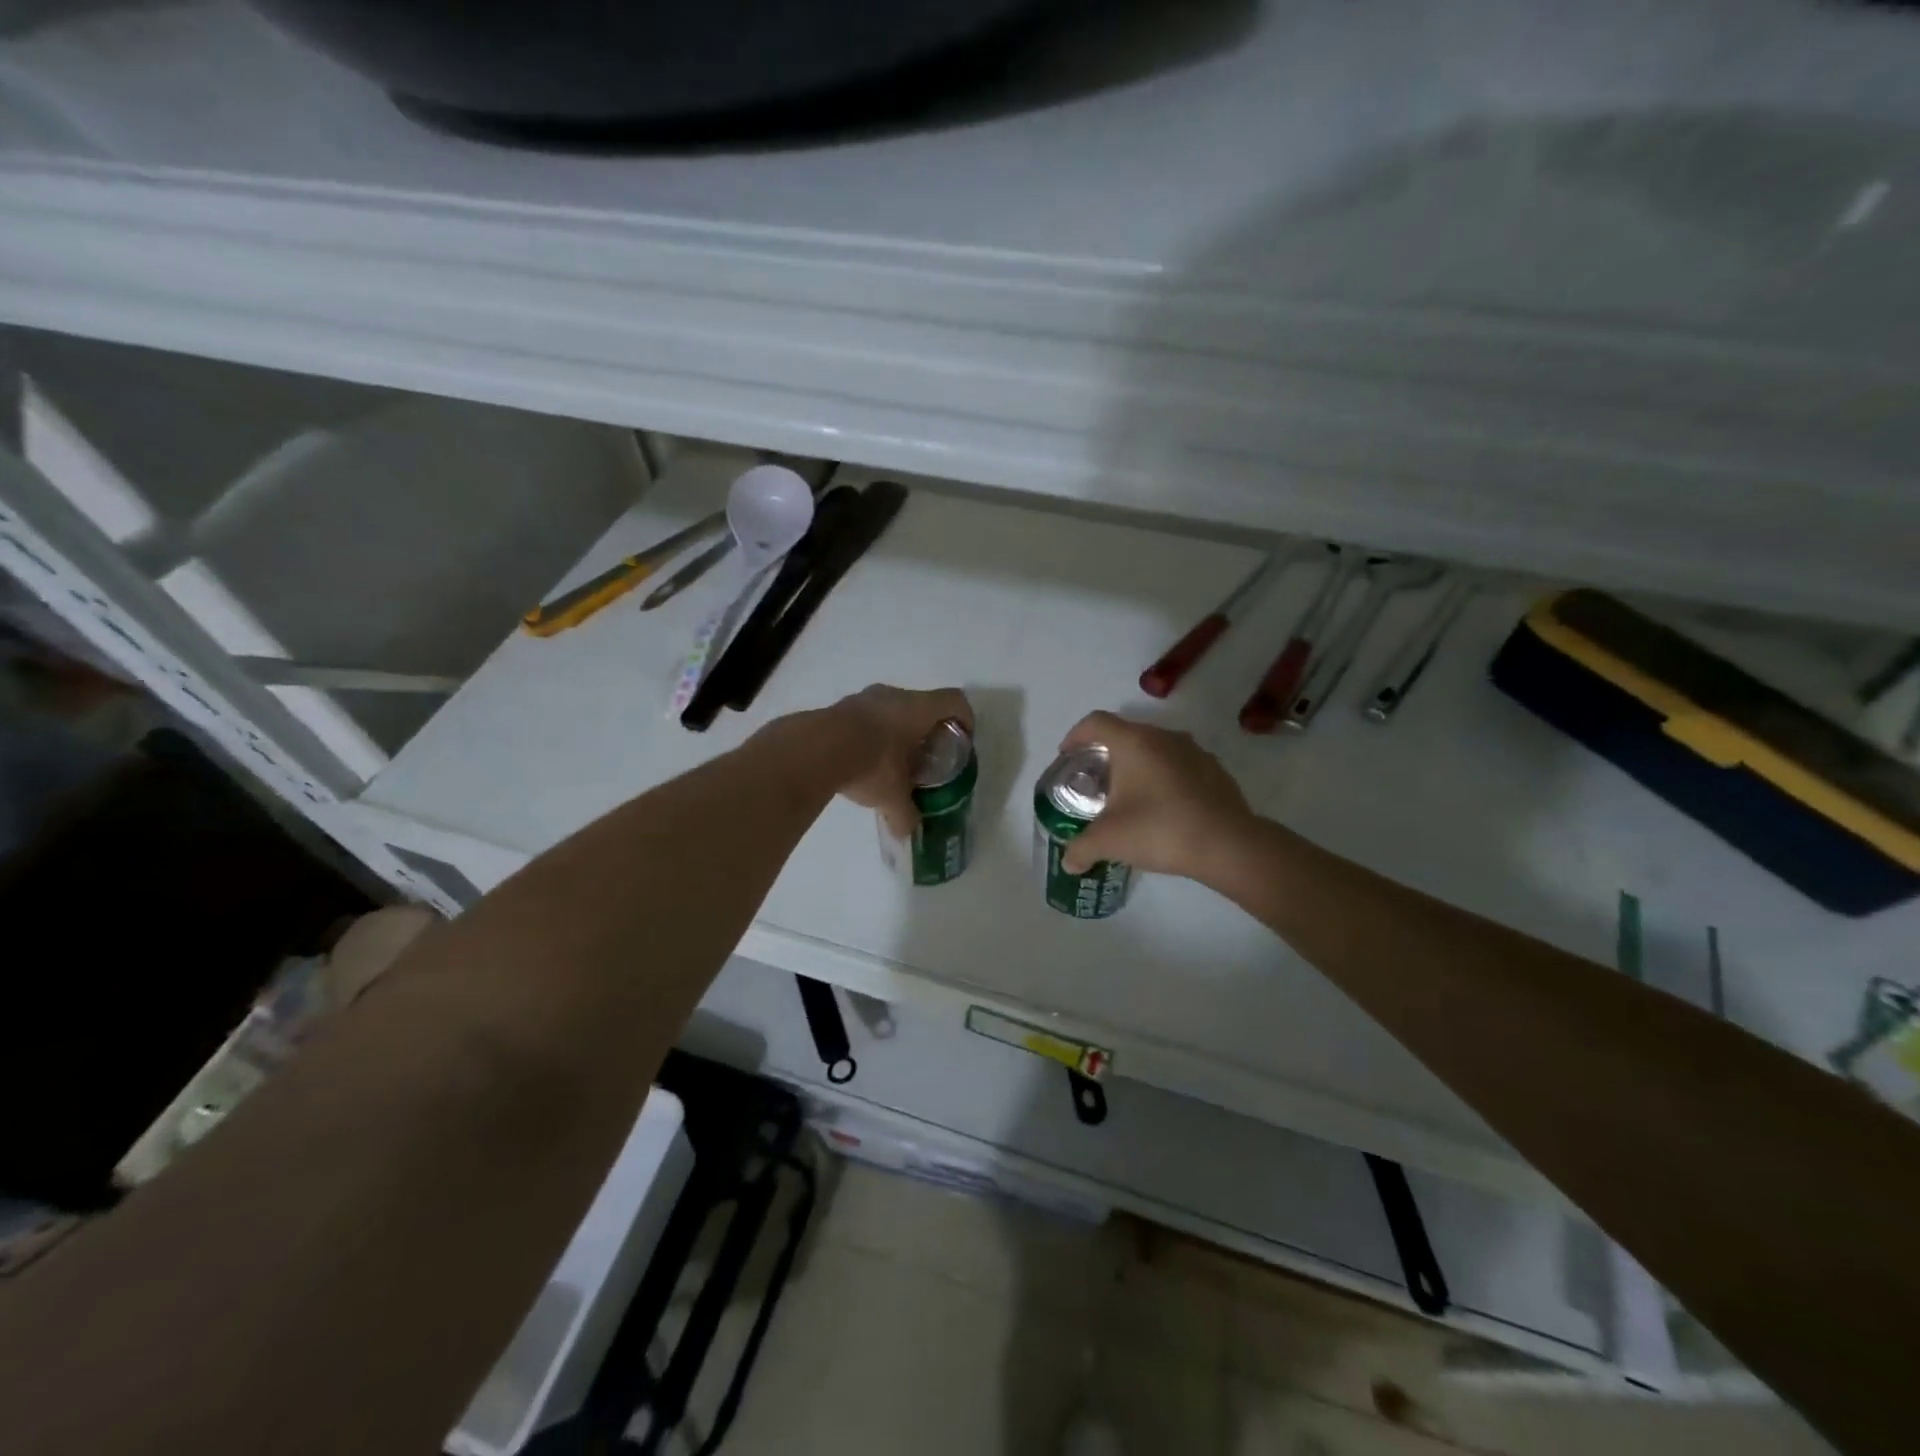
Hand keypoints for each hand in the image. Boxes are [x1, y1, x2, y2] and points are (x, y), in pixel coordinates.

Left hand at [828, 684, 973, 838]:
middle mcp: (894, 695)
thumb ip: (905, 813)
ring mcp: (864, 697)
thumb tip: (907, 831)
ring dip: (898, 730)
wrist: (814, 749)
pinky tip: (864, 759)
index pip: (955, 701)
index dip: (965, 719)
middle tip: (927, 756)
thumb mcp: (892, 796)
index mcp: (918, 709)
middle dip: (928, 730)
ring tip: (894, 759)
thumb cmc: (871, 764)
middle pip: (923, 704)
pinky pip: (866, 716)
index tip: (963, 741)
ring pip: (892, 709)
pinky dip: (872, 733)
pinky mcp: (840, 707)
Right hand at [1056, 712, 1254, 880]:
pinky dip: (1164, 779)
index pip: (1096, 722)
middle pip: (1126, 734)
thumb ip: (1081, 848)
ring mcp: (1194, 751)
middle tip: (1095, 782)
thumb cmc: (1159, 830)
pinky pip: (1180, 766)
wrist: (1228, 845)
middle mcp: (1164, 737)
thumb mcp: (1109, 841)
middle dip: (1107, 755)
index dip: (1076, 735)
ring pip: (1155, 749)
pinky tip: (1163, 808)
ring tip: (1129, 796)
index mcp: (1134, 742)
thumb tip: (1069, 862)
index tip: (1067, 756)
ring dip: (1138, 766)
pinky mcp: (1215, 770)